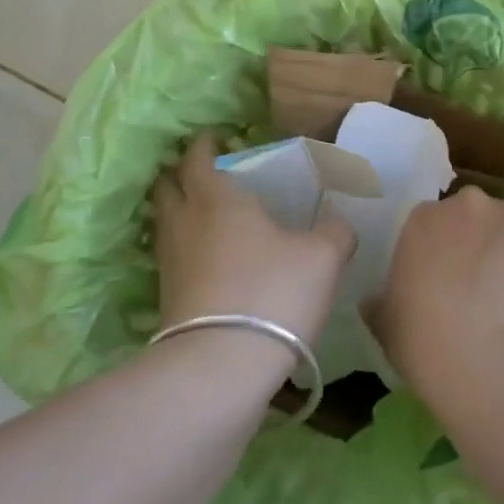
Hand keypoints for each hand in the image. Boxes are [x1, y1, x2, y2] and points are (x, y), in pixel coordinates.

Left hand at [151, 134, 355, 348]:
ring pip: (165, 224)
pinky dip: (184, 249)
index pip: (197, 157)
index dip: (204, 144)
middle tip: (204, 174)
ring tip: (204, 215)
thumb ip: (335, 232)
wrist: (222, 366)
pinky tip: (207, 261)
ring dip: (178, 212)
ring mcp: (170, 263)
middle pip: (167, 187)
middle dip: (179, 175)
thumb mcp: (322, 257)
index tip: (215, 137)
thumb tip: (339, 224)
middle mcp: (184, 223)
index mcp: (217, 198)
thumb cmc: (273, 292)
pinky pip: (171, 259)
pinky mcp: (166, 300)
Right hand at [364, 186, 503, 405]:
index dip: (436, 256)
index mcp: (421, 220)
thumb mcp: (388, 329)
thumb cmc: (433, 348)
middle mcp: (467, 205)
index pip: (427, 227)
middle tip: (480, 292)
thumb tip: (376, 300)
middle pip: (471, 219)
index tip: (441, 286)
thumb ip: (383, 304)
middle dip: (474, 246)